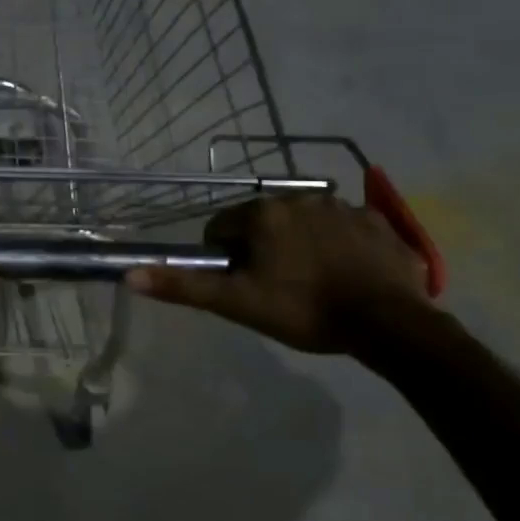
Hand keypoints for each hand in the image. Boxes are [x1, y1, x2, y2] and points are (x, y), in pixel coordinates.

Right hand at [127, 194, 431, 352]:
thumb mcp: (237, 303)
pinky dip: (339, 245)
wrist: (390, 324)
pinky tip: (347, 274)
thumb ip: (183, 286)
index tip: (242, 285)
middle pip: (262, 222)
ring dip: (300, 243)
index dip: (225, 258)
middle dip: (262, 248)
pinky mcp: (378, 221)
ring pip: (303, 222)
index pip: (221, 228)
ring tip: (313, 282)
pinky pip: (345, 228)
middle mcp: (300, 197)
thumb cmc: (305, 310)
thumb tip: (129, 275)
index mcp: (262, 213)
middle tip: (277, 287)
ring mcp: (343, 206)